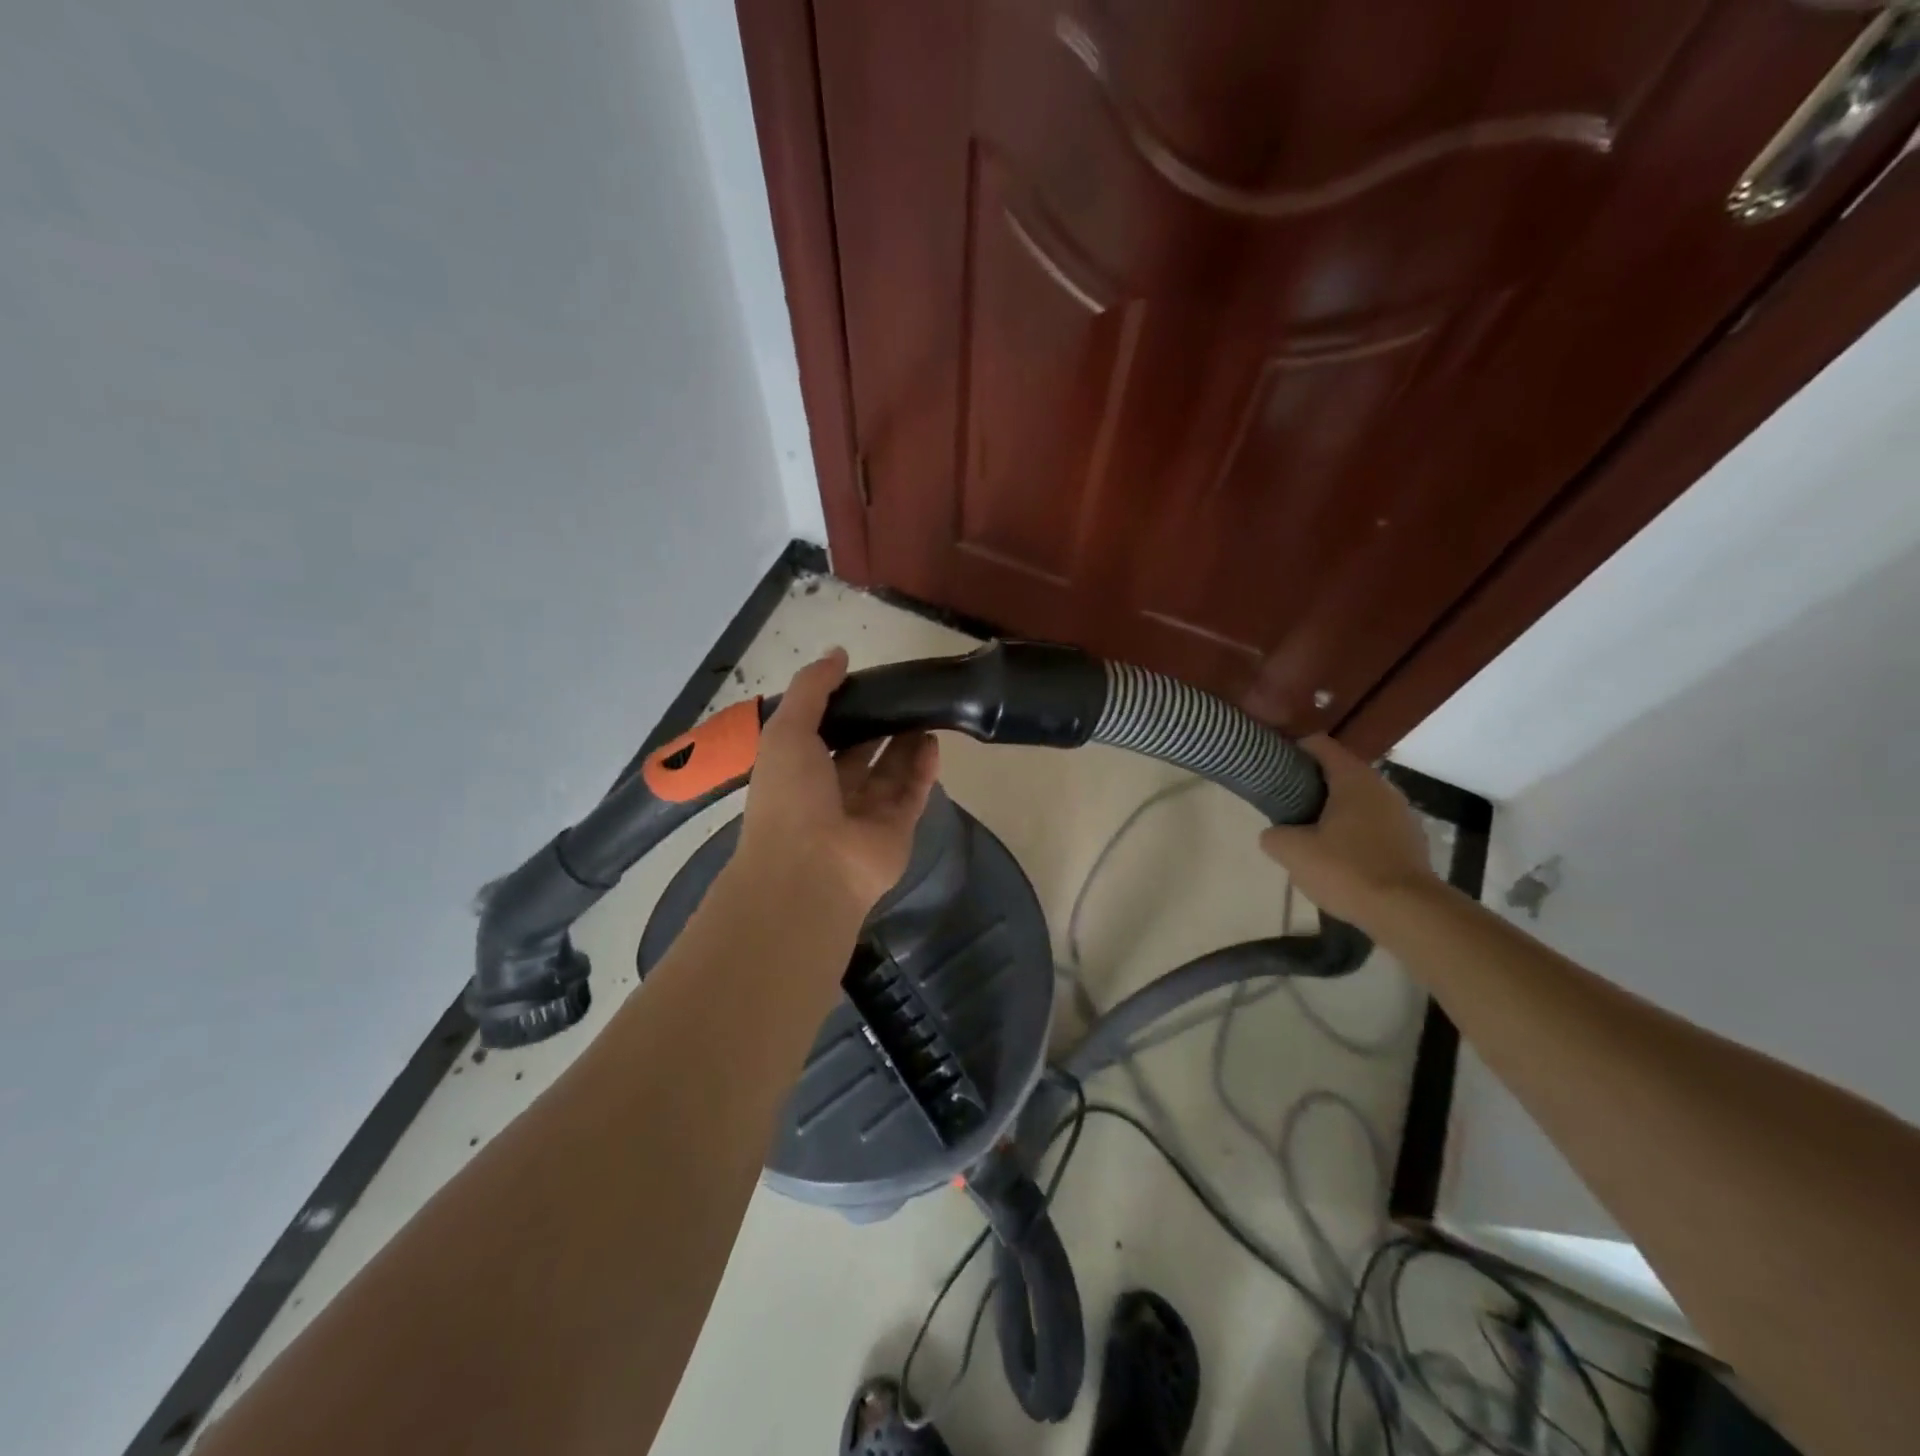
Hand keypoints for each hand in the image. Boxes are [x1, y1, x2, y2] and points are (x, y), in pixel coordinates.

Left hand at [733, 648, 940, 921]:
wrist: (810, 869)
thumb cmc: (790, 796)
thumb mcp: (787, 731)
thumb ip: (812, 689)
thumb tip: (838, 653)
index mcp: (797, 772)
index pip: (822, 735)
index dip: (842, 709)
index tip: (866, 682)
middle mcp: (830, 793)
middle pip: (860, 753)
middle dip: (880, 726)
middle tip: (904, 695)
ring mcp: (864, 814)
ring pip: (890, 773)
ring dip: (906, 744)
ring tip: (926, 711)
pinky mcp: (895, 830)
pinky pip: (912, 793)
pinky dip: (924, 769)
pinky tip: (935, 741)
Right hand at [1258, 735, 1438, 925]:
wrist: (1408, 912)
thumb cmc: (1347, 870)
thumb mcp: (1292, 852)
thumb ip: (1274, 835)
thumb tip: (1276, 834)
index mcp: (1353, 779)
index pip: (1319, 745)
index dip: (1293, 751)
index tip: (1274, 768)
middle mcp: (1382, 787)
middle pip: (1338, 773)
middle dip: (1311, 786)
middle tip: (1286, 808)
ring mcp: (1401, 814)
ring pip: (1357, 802)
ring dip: (1333, 812)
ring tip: (1310, 838)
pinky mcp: (1411, 842)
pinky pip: (1373, 826)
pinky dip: (1354, 834)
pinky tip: (1339, 860)